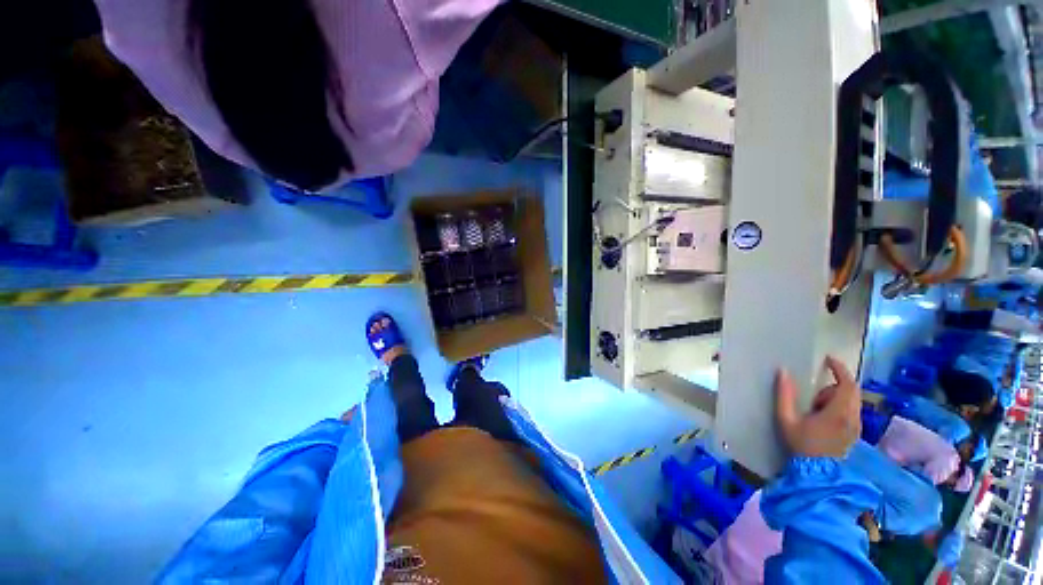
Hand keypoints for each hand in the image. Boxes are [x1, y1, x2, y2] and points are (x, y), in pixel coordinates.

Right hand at [775, 355, 860, 457]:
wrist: (817, 472)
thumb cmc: (801, 444)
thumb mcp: (787, 419)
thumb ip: (784, 395)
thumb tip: (783, 371)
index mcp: (838, 413)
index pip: (847, 384)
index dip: (839, 369)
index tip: (828, 359)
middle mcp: (853, 417)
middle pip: (851, 390)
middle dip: (834, 385)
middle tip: (814, 395)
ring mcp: (856, 426)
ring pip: (852, 400)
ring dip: (836, 397)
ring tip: (817, 409)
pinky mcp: (855, 432)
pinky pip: (852, 410)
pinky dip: (840, 406)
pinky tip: (824, 417)